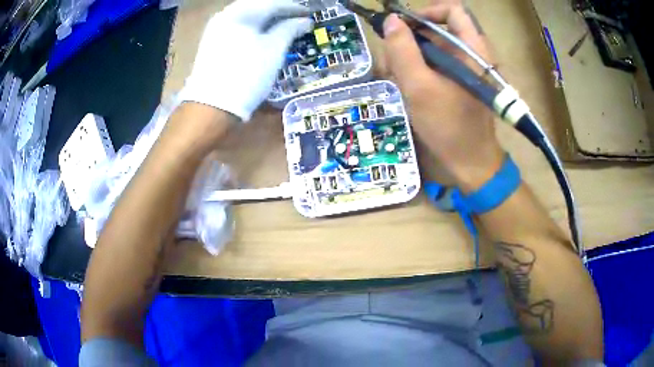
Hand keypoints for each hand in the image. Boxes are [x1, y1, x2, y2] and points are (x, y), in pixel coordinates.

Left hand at [180, 0, 312, 121]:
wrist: (212, 107)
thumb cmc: (247, 74)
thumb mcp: (273, 49)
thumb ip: (290, 29)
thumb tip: (305, 21)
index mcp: (239, 12)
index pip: (272, 3)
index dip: (293, 7)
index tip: (310, 13)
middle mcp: (225, 16)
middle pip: (258, 8)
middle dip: (279, 12)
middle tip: (298, 18)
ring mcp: (216, 31)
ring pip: (247, 18)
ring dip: (267, 21)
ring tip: (285, 26)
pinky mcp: (213, 45)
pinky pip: (239, 28)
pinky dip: (255, 29)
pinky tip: (265, 35)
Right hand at [383, 1, 503, 191]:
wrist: (470, 162)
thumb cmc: (448, 126)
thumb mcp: (419, 87)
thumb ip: (402, 50)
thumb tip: (391, 20)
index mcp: (472, 49)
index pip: (452, 10)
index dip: (426, 11)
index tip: (404, 26)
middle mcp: (470, 53)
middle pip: (437, 29)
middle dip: (410, 40)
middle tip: (393, 61)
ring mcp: (464, 67)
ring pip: (432, 47)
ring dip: (410, 58)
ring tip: (396, 79)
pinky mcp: (458, 80)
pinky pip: (435, 64)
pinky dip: (418, 70)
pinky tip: (407, 87)